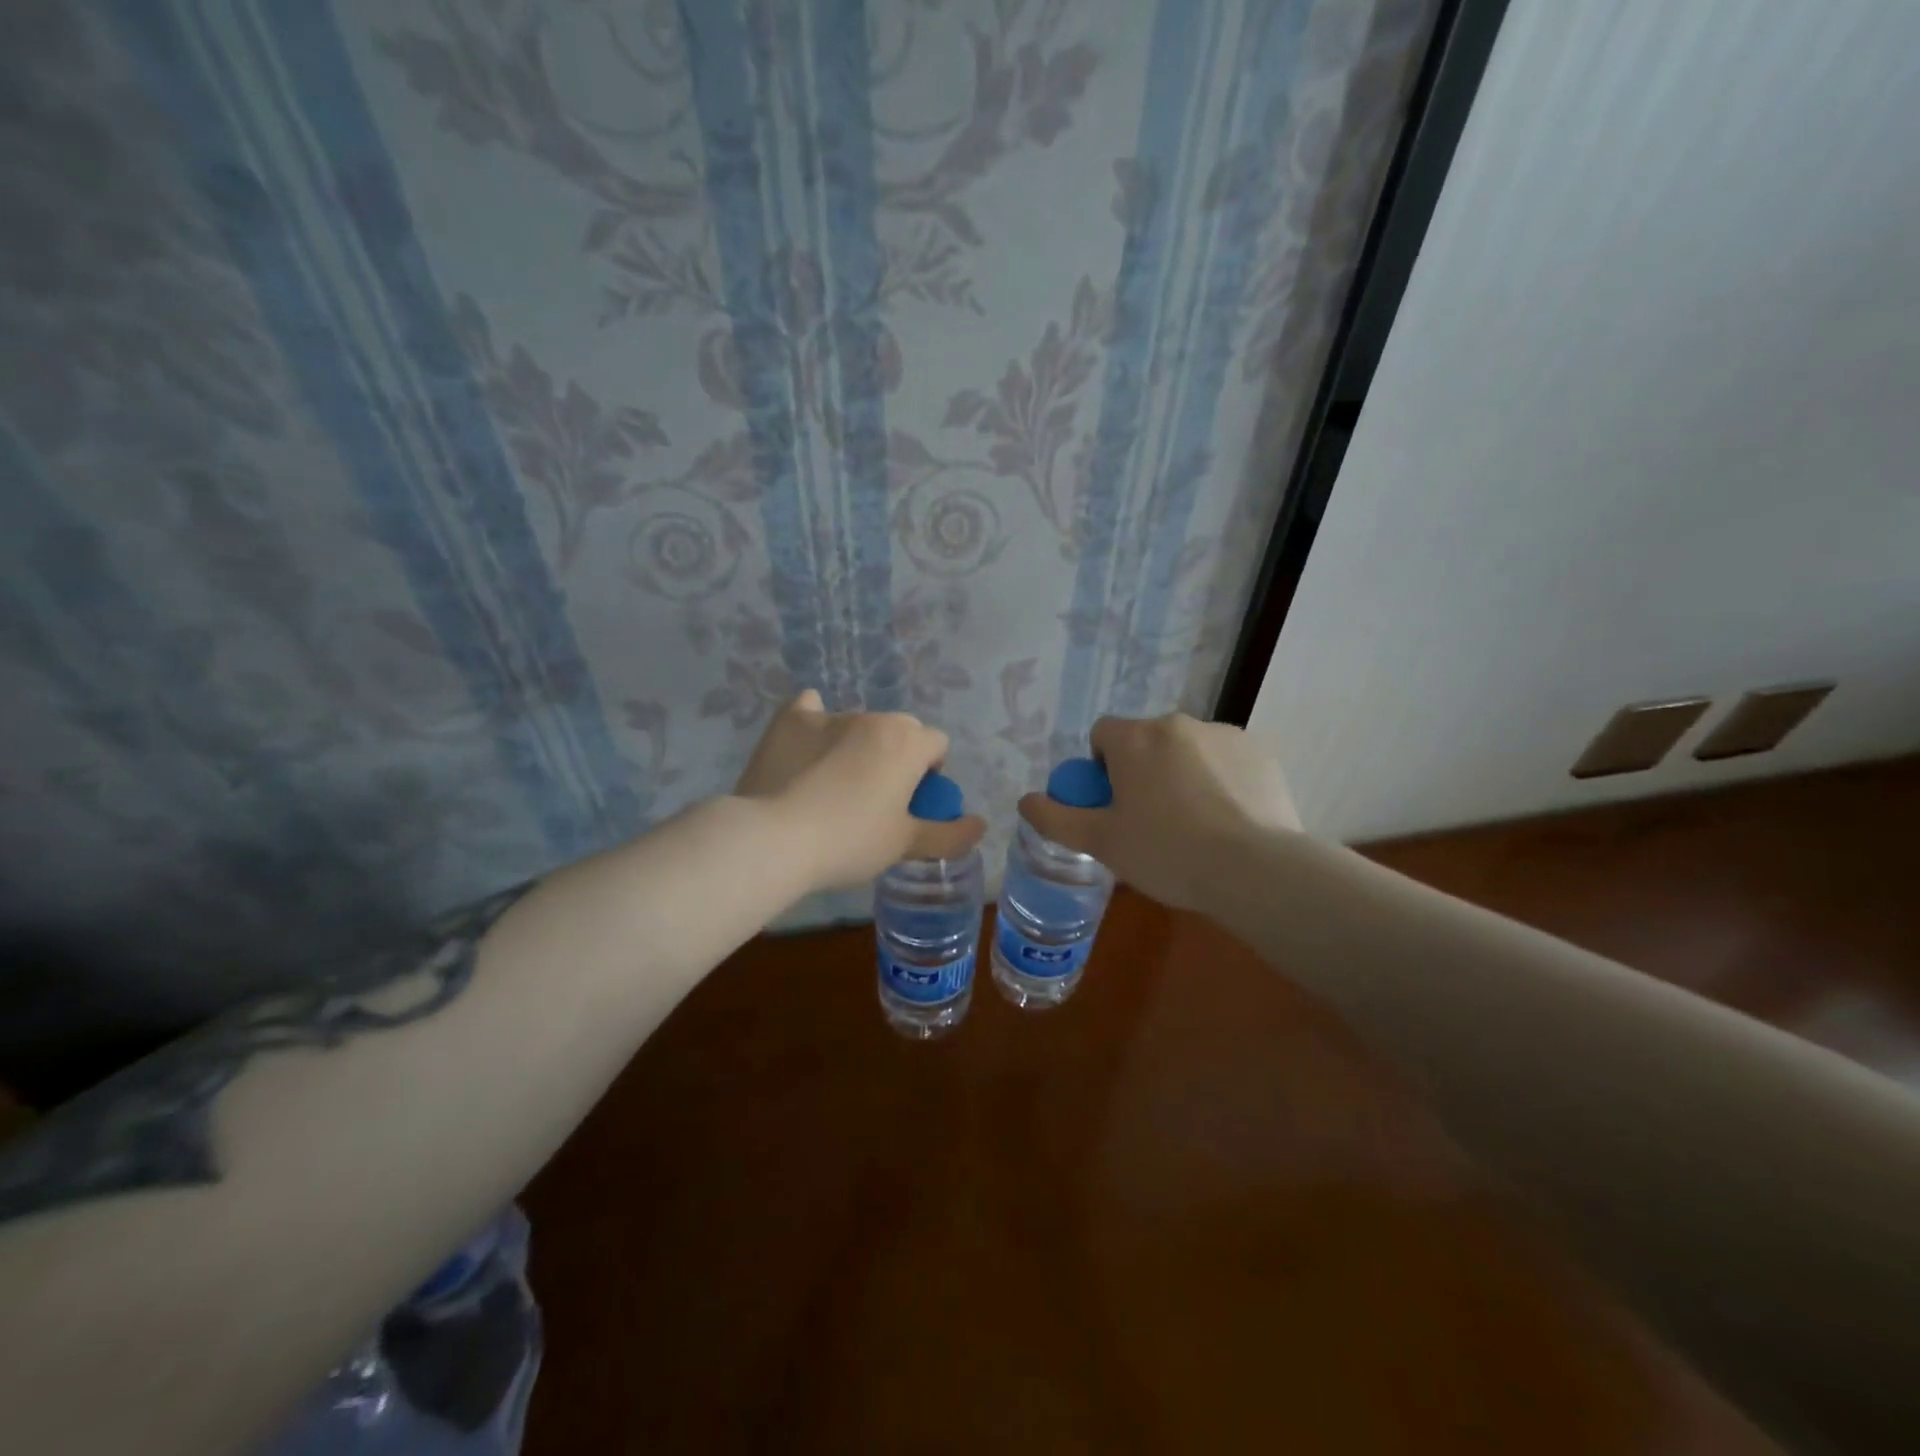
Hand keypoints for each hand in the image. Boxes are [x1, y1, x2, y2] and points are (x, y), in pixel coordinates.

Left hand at [734, 690, 986, 891]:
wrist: (774, 839)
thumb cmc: (850, 841)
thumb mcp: (905, 845)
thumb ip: (949, 834)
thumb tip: (981, 824)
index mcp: (907, 743)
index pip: (937, 744)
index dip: (932, 772)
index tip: (913, 802)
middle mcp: (873, 719)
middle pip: (900, 730)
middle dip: (897, 755)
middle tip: (877, 796)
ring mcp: (828, 715)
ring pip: (857, 724)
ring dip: (857, 745)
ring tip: (833, 785)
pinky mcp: (789, 721)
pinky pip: (809, 709)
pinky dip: (814, 722)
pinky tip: (806, 745)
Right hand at [1017, 713, 1301, 912]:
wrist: (1254, 870)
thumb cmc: (1165, 853)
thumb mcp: (1100, 842)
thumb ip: (1056, 818)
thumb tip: (1025, 801)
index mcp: (1134, 738)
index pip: (1102, 735)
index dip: (1101, 769)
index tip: (1114, 806)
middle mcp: (1176, 723)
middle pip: (1145, 741)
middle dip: (1142, 771)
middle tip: (1150, 820)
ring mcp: (1222, 734)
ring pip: (1187, 749)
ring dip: (1181, 773)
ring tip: (1195, 825)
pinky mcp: (1260, 751)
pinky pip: (1225, 760)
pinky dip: (1220, 780)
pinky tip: (1228, 819)